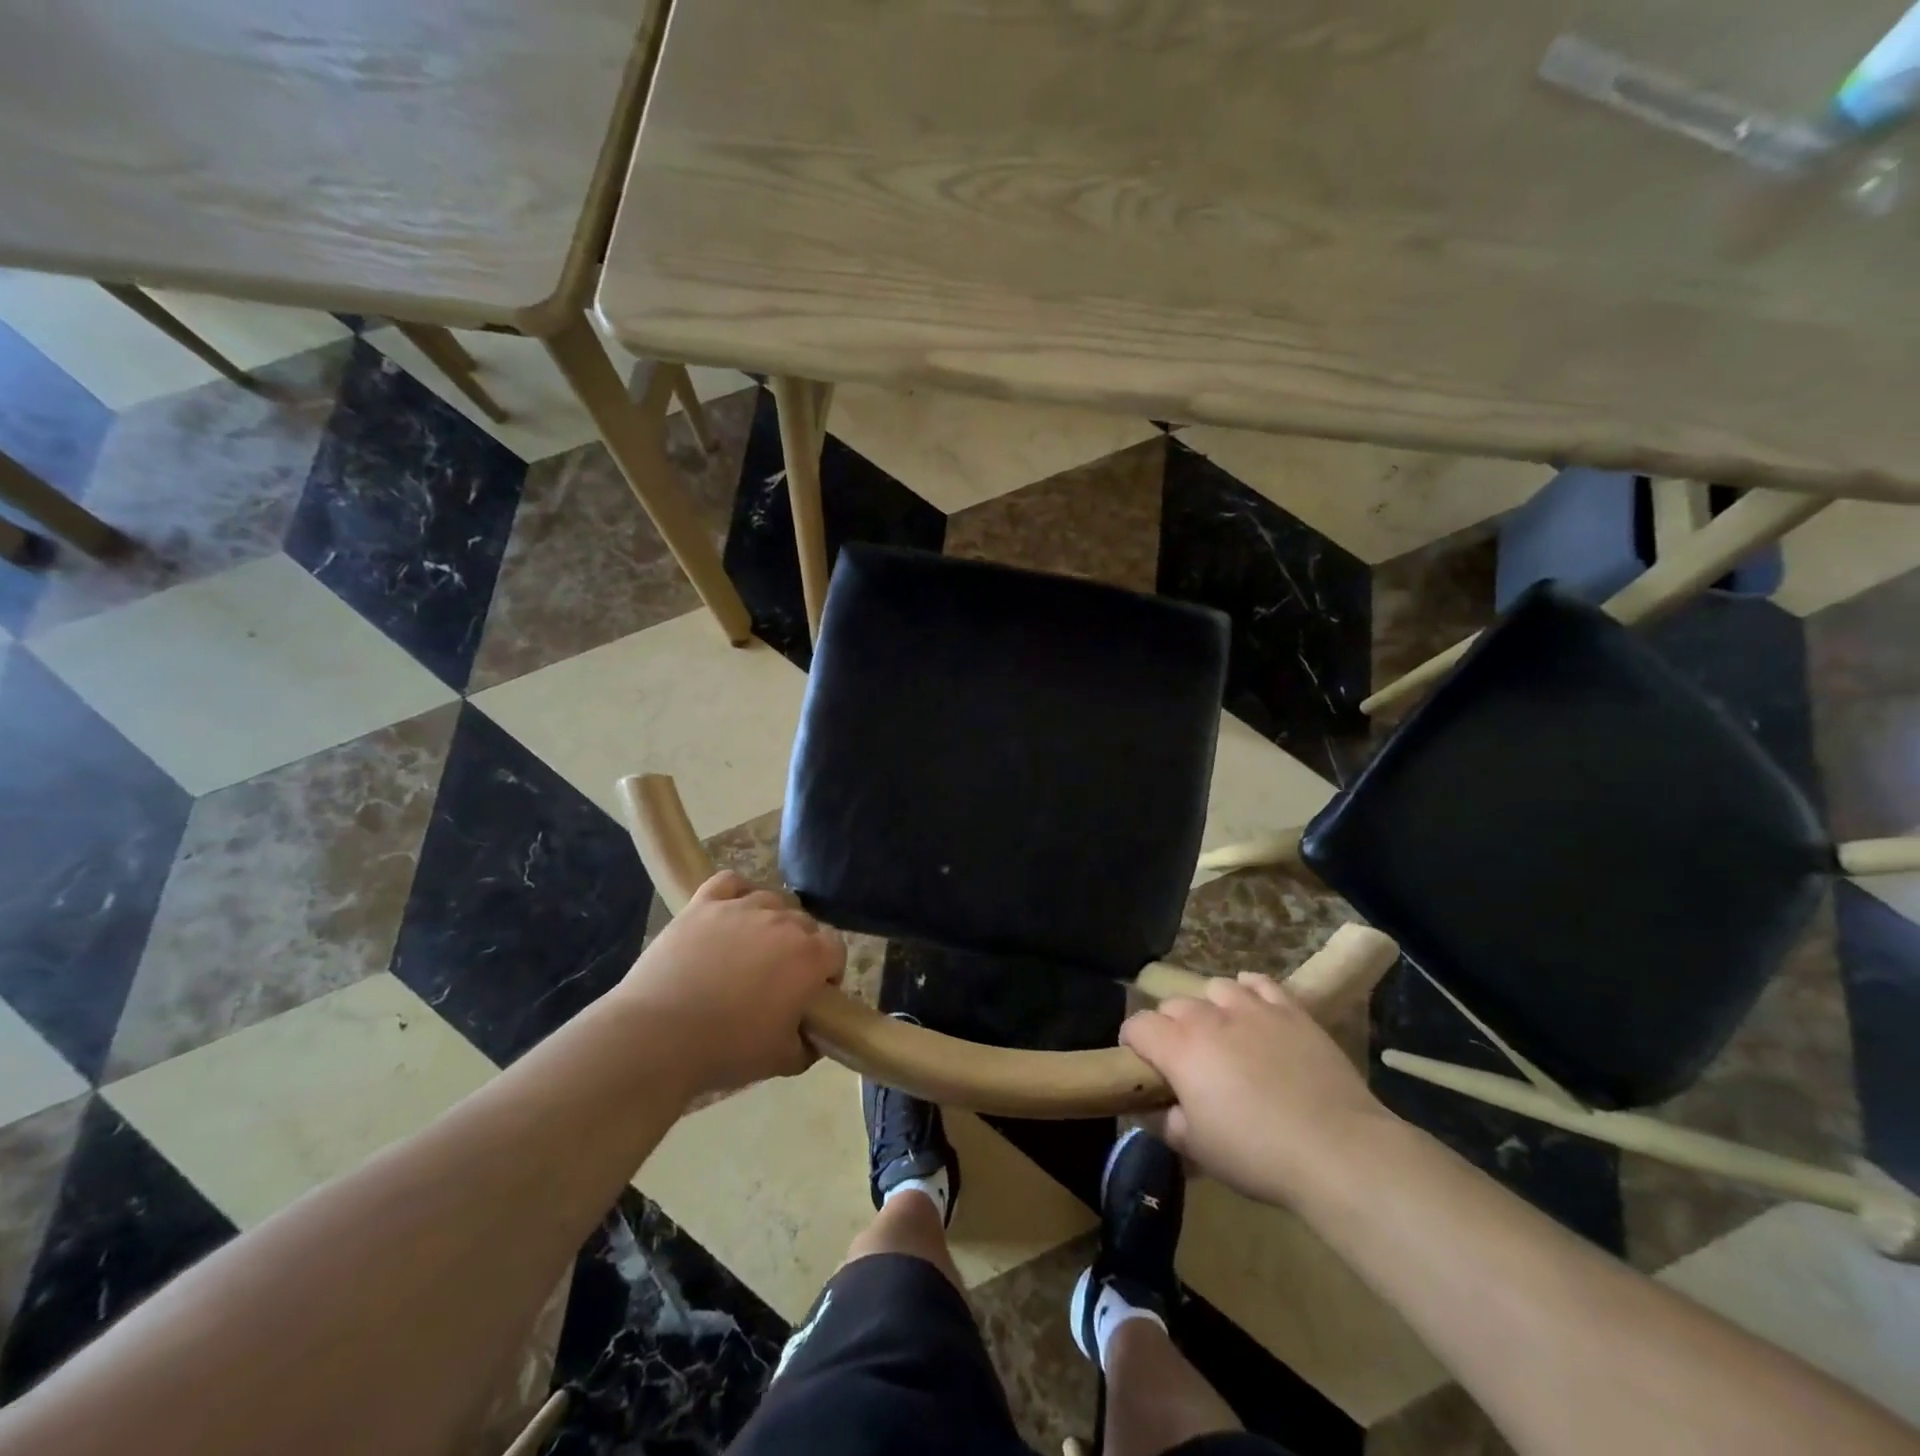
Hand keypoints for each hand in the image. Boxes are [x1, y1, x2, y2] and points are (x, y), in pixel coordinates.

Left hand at [616, 871, 844, 1095]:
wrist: (658, 1036)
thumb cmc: (726, 1049)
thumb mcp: (782, 1060)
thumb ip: (808, 1044)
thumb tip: (813, 1035)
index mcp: (808, 957)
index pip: (836, 948)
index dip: (829, 971)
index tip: (813, 994)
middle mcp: (782, 922)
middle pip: (805, 923)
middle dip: (801, 947)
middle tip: (779, 979)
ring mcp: (741, 908)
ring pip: (772, 900)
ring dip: (772, 920)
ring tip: (752, 947)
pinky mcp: (704, 904)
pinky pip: (731, 882)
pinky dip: (737, 892)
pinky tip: (731, 912)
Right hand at [1120, 973, 1393, 1207]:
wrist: (1338, 1149)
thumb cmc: (1258, 1155)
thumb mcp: (1199, 1150)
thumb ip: (1168, 1123)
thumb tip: (1160, 1110)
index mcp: (1179, 1048)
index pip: (1137, 1025)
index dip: (1132, 1043)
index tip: (1141, 1065)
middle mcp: (1209, 1017)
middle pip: (1173, 1005)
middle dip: (1169, 1027)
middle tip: (1184, 1060)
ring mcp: (1252, 1008)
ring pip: (1214, 988)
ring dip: (1209, 1008)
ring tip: (1221, 1033)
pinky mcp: (1290, 1010)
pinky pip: (1259, 983)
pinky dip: (1248, 990)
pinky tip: (1252, 1008)